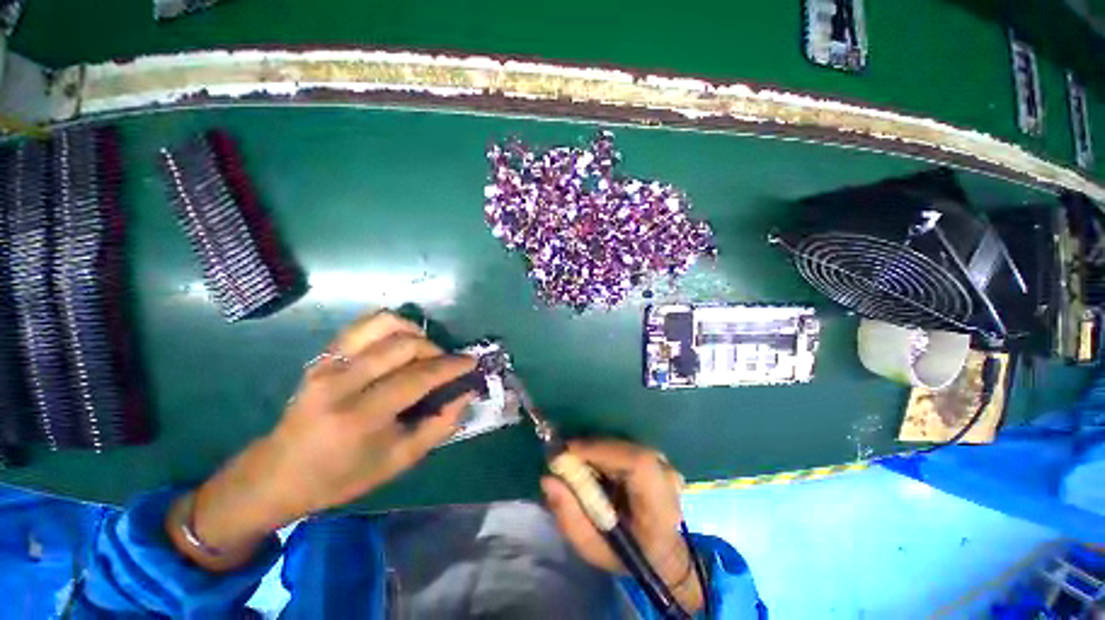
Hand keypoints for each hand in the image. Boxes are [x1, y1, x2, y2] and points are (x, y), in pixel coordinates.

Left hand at [167, 311, 475, 570]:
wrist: (279, 472)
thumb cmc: (342, 475)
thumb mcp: (399, 461)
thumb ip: (439, 425)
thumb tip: (465, 393)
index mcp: (360, 416)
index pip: (418, 377)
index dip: (451, 366)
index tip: (471, 362)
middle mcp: (341, 382)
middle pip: (404, 345)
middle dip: (436, 349)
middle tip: (446, 364)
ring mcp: (328, 363)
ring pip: (383, 324)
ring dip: (414, 332)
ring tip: (424, 350)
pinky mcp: (322, 355)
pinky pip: (363, 325)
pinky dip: (391, 325)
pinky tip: (401, 341)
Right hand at [541, 440, 703, 612]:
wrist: (662, 554)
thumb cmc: (627, 556)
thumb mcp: (592, 548)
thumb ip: (569, 517)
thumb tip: (548, 479)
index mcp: (660, 508)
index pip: (638, 463)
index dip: (602, 450)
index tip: (569, 451)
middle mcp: (668, 479)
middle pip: (626, 449)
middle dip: (592, 449)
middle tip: (566, 458)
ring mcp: (666, 465)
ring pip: (624, 444)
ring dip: (598, 450)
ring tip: (579, 463)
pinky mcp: (658, 457)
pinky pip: (626, 445)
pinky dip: (606, 451)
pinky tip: (596, 465)